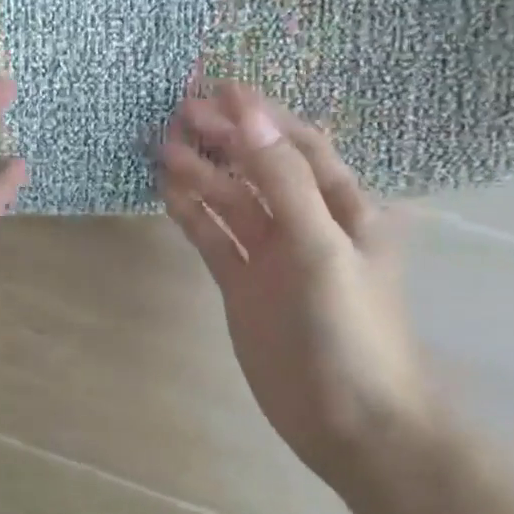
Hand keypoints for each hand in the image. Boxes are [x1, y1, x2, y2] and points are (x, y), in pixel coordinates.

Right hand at [159, 84, 430, 485]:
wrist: (351, 424)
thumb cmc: (349, 329)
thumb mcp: (322, 246)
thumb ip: (284, 180)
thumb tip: (248, 114)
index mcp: (343, 206)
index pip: (298, 144)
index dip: (260, 115)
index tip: (217, 89)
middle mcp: (306, 222)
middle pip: (258, 167)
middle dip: (223, 138)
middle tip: (177, 114)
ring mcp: (271, 254)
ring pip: (231, 200)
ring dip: (200, 173)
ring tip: (161, 148)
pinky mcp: (242, 283)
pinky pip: (213, 237)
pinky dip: (191, 213)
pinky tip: (165, 192)